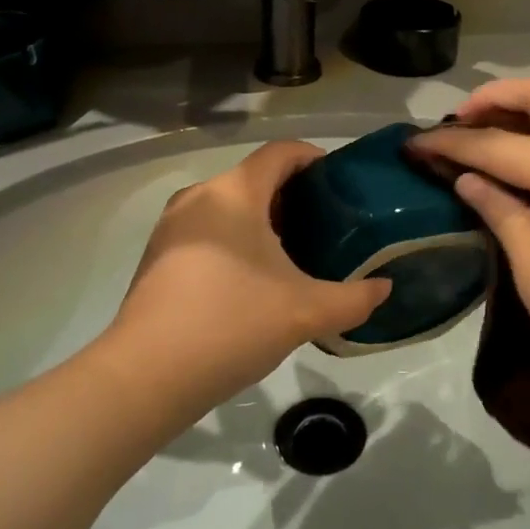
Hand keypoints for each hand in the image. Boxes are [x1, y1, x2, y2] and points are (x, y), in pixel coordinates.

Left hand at [98, 141, 391, 421]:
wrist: (145, 376)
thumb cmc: (231, 323)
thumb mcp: (305, 312)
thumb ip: (354, 298)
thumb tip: (384, 289)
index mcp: (236, 191)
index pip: (281, 152)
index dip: (314, 158)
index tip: (340, 183)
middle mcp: (201, 194)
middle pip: (256, 177)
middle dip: (293, 196)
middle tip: (327, 226)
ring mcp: (173, 224)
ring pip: (229, 204)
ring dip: (262, 219)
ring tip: (294, 254)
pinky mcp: (158, 253)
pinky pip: (207, 228)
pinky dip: (234, 238)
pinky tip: (251, 279)